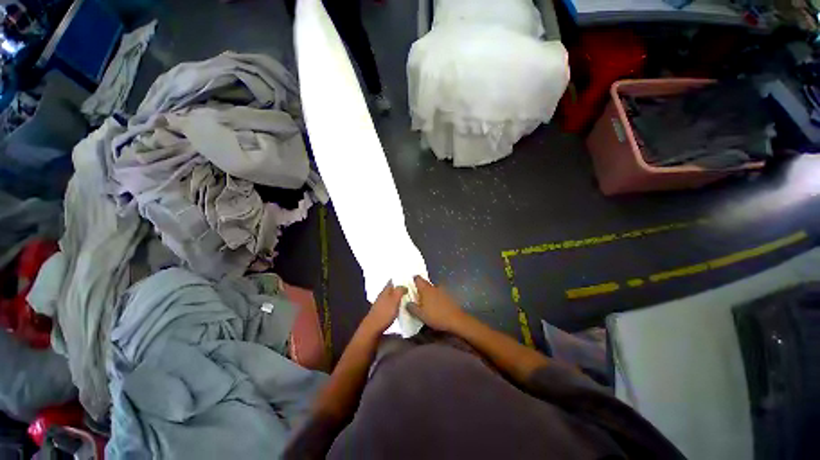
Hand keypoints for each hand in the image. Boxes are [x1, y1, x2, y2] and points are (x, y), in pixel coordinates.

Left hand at [361, 282, 407, 334]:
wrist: (372, 328)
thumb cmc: (385, 313)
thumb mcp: (395, 300)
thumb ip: (399, 291)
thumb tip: (404, 286)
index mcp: (385, 291)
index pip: (391, 282)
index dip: (397, 280)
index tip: (405, 280)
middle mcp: (381, 296)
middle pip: (390, 290)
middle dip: (397, 289)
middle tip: (407, 290)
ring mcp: (380, 305)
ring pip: (389, 298)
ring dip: (396, 297)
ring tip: (404, 299)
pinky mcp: (380, 313)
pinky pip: (388, 305)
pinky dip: (394, 305)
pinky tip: (398, 309)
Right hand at [407, 276, 466, 331]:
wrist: (455, 320)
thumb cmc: (435, 316)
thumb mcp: (420, 314)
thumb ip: (412, 307)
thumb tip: (407, 303)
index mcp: (425, 289)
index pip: (418, 279)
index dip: (413, 279)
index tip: (410, 283)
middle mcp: (433, 287)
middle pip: (425, 283)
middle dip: (421, 287)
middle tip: (416, 294)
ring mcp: (442, 291)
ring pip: (432, 289)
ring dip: (429, 293)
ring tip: (425, 301)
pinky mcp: (448, 296)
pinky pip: (439, 294)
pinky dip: (436, 297)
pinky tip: (435, 305)